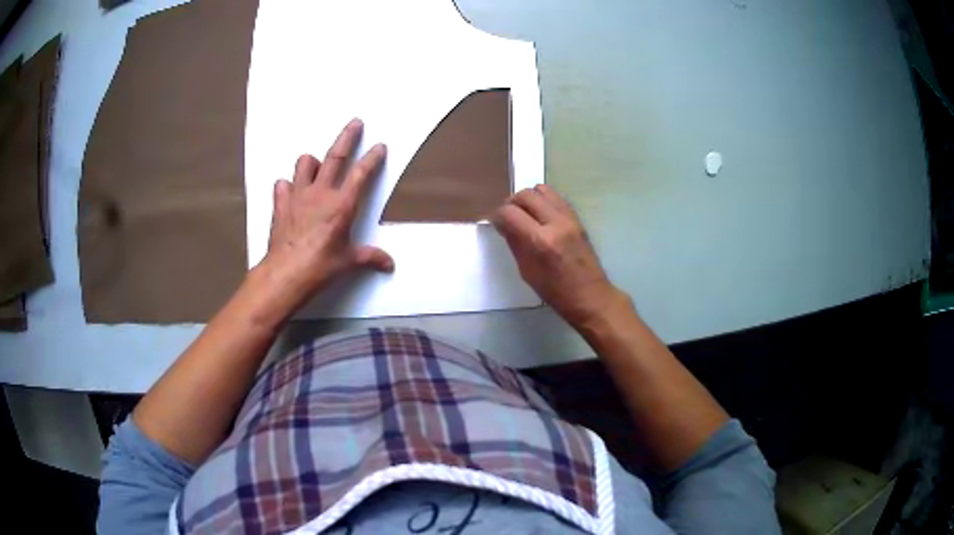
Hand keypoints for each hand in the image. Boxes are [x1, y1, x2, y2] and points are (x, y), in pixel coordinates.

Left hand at [259, 119, 392, 310]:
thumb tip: (388, 264)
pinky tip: (292, 193)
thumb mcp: (348, 262)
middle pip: (335, 156)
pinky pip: (283, 185)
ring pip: (305, 163)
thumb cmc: (319, 267)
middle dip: (348, 137)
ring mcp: (298, 196)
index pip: (361, 174)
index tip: (379, 146)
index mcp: (341, 205)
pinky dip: (288, 186)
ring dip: (312, 162)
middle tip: (355, 123)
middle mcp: (320, 194)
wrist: (285, 274)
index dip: (372, 158)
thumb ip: (370, 257)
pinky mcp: (281, 204)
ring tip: (316, 167)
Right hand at [493, 184, 621, 327]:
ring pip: (542, 190)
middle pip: (525, 195)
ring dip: (528, 198)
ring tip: (525, 213)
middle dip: (511, 203)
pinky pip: (556, 197)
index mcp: (540, 241)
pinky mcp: (577, 218)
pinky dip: (543, 200)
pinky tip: (540, 215)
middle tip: (508, 217)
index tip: (495, 223)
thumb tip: (503, 225)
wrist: (590, 295)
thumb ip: (514, 243)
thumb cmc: (555, 292)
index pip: (509, 213)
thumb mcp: (527, 271)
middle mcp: (555, 223)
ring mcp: (569, 218)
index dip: (498, 216)